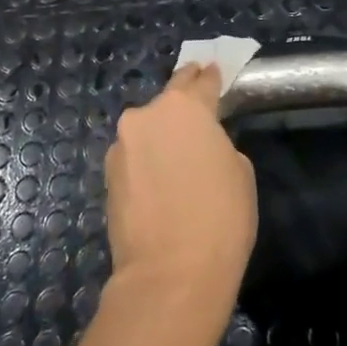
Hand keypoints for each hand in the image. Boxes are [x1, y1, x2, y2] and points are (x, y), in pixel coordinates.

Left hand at [104, 63, 257, 324]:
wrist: (170, 275)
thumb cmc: (220, 218)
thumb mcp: (239, 171)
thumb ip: (218, 143)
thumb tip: (200, 146)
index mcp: (184, 107)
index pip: (201, 81)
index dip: (210, 77)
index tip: (213, 70)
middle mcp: (146, 116)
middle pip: (168, 102)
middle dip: (182, 104)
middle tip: (196, 111)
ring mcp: (122, 145)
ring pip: (147, 131)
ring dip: (160, 137)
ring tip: (177, 161)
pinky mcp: (107, 175)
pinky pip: (134, 158)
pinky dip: (146, 162)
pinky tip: (159, 183)